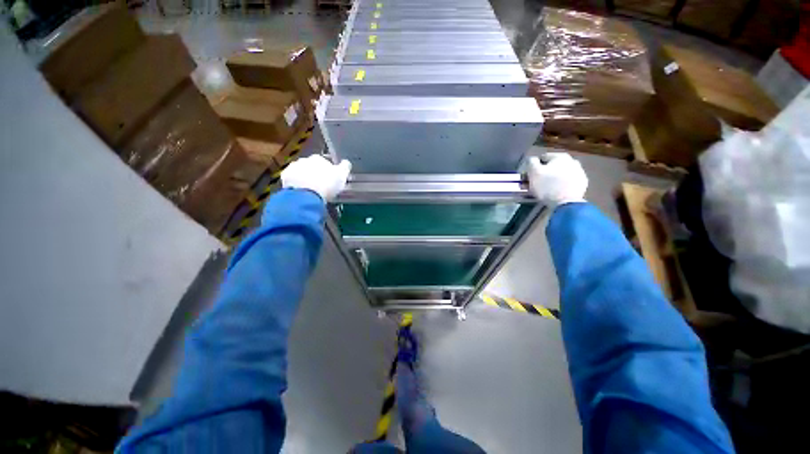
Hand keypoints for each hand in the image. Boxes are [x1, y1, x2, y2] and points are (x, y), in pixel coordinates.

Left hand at [281, 155, 351, 202]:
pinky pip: (291, 180)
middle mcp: (305, 159)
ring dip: (304, 178)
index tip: (330, 180)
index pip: (325, 162)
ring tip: (310, 191)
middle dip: (315, 174)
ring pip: (300, 172)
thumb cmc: (327, 184)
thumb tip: (346, 162)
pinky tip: (301, 192)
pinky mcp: (285, 176)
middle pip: (311, 166)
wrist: (307, 194)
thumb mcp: (342, 176)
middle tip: (320, 186)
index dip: (328, 171)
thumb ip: (345, 167)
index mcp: (319, 158)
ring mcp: (293, 167)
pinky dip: (295, 184)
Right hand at [527, 153, 587, 205]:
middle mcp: (572, 160)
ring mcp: (580, 172)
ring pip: (562, 173)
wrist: (566, 203)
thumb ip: (531, 162)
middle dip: (547, 172)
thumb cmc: (547, 186)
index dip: (535, 167)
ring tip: (548, 188)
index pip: (543, 158)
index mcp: (560, 156)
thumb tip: (532, 159)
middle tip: (539, 182)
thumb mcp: (533, 173)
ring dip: (555, 177)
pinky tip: (558, 191)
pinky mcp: (583, 183)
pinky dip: (563, 184)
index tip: (531, 176)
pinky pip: (569, 181)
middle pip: (554, 165)